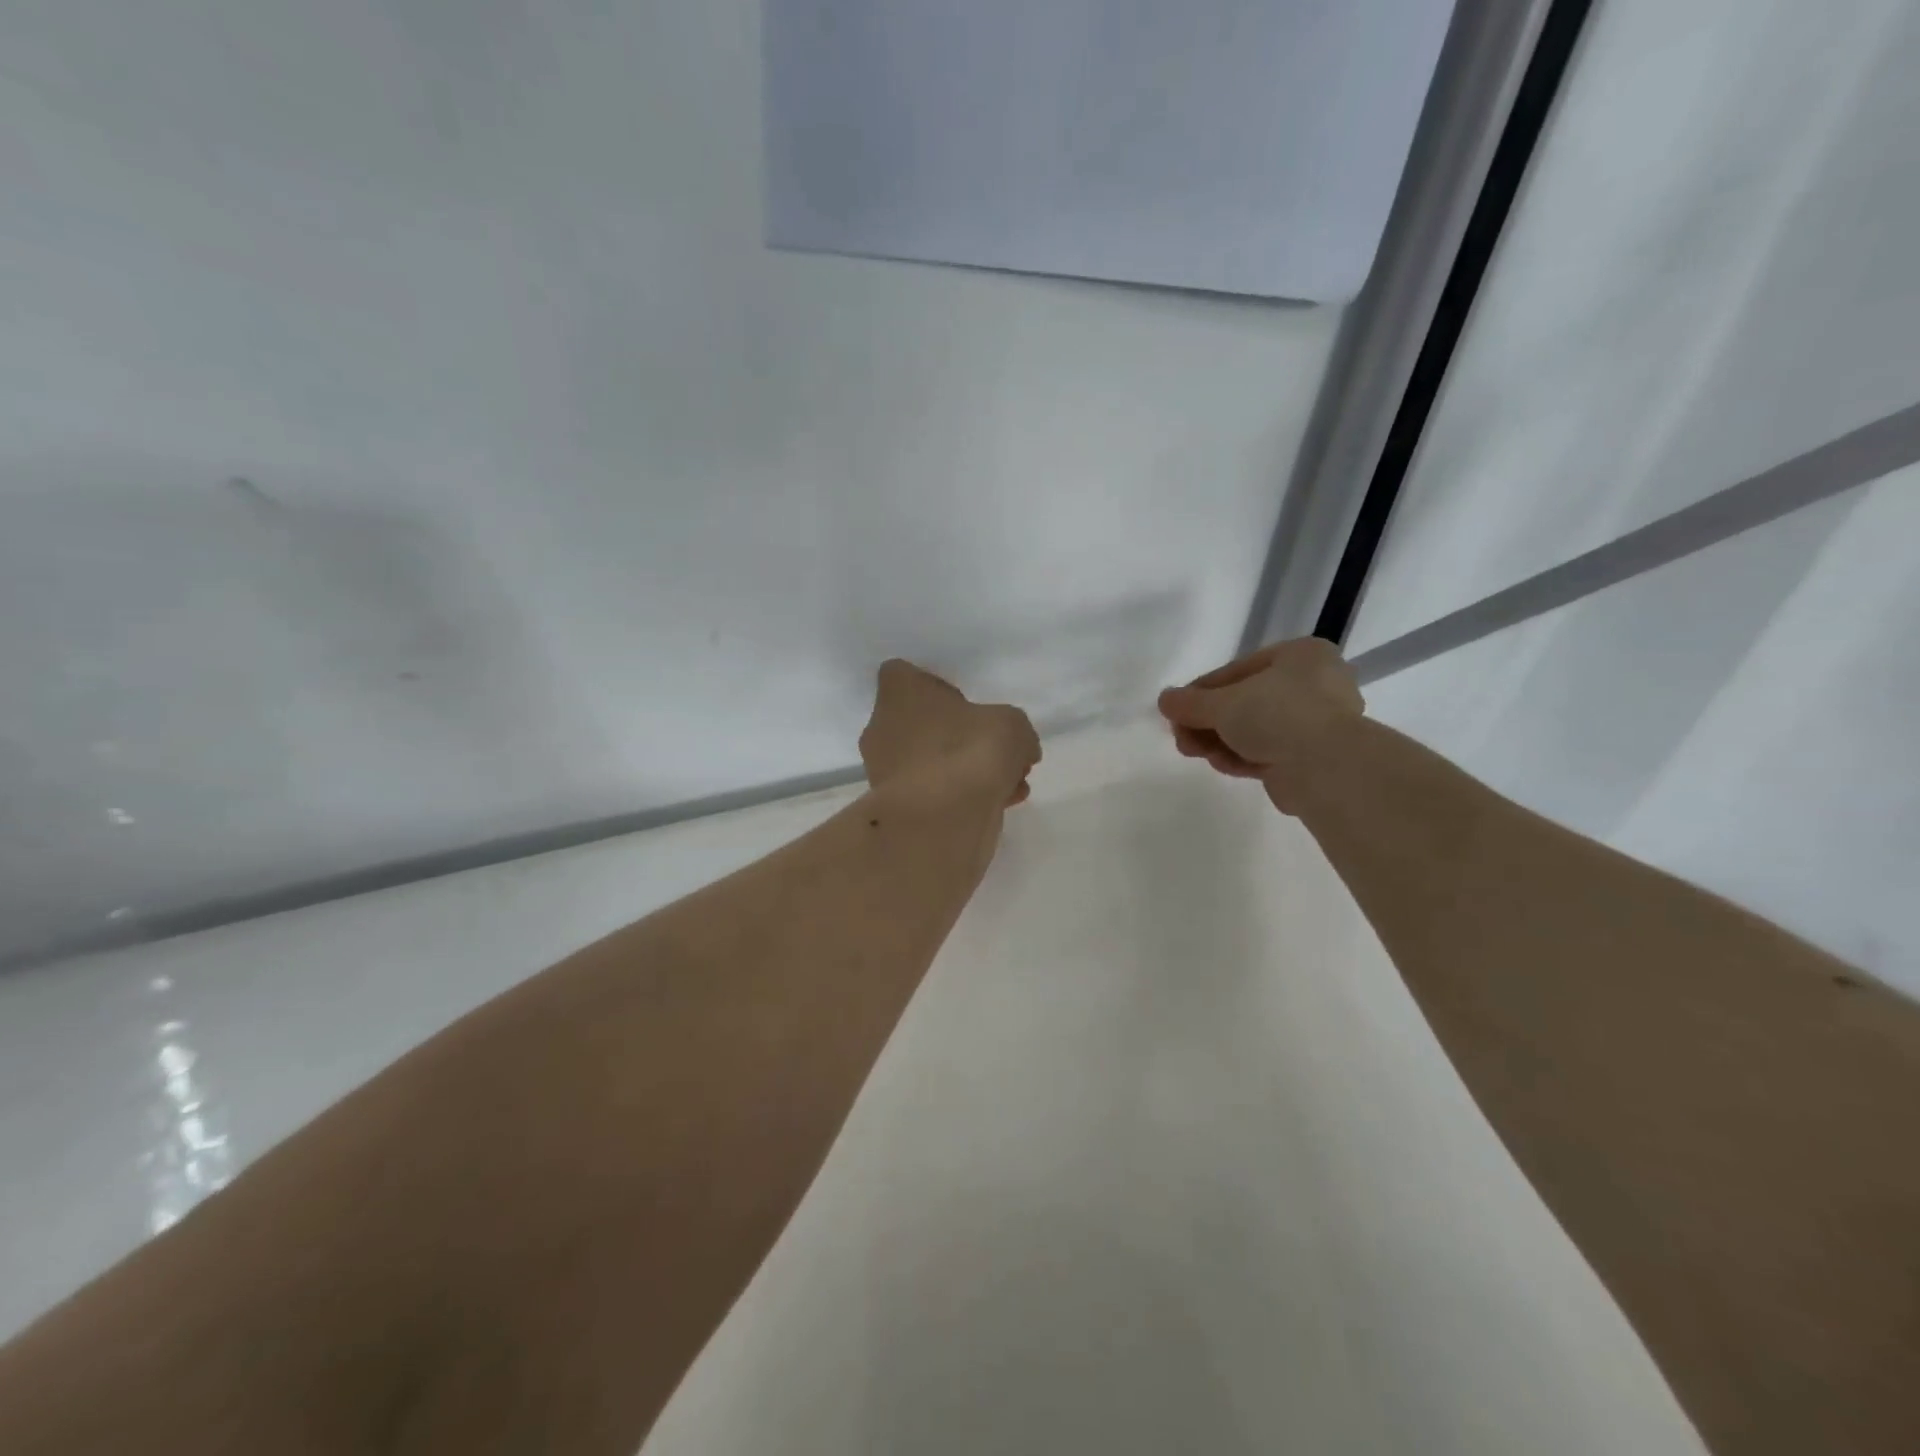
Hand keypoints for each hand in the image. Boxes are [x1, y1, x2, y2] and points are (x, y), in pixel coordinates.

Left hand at [860, 660, 1041, 806]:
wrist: (940, 822)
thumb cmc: (969, 752)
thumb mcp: (1012, 726)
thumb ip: (1013, 729)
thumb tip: (1020, 748)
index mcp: (900, 694)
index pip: (902, 673)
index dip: (933, 684)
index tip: (963, 701)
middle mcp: (883, 728)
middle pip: (923, 723)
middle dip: (960, 735)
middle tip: (995, 750)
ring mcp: (886, 772)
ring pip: (932, 761)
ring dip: (967, 770)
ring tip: (1010, 784)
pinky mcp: (897, 809)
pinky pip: (934, 793)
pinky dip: (962, 797)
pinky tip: (1001, 805)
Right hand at [1157, 637, 1363, 813]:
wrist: (1327, 767)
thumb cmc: (1278, 715)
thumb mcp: (1223, 703)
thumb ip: (1190, 702)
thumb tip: (1164, 700)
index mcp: (1301, 655)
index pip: (1238, 670)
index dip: (1201, 691)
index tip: (1176, 710)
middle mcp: (1315, 684)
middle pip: (1245, 703)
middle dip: (1209, 723)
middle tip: (1181, 737)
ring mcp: (1317, 723)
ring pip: (1254, 730)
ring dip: (1220, 742)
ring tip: (1194, 753)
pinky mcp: (1313, 758)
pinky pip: (1269, 752)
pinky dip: (1243, 757)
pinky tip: (1221, 765)